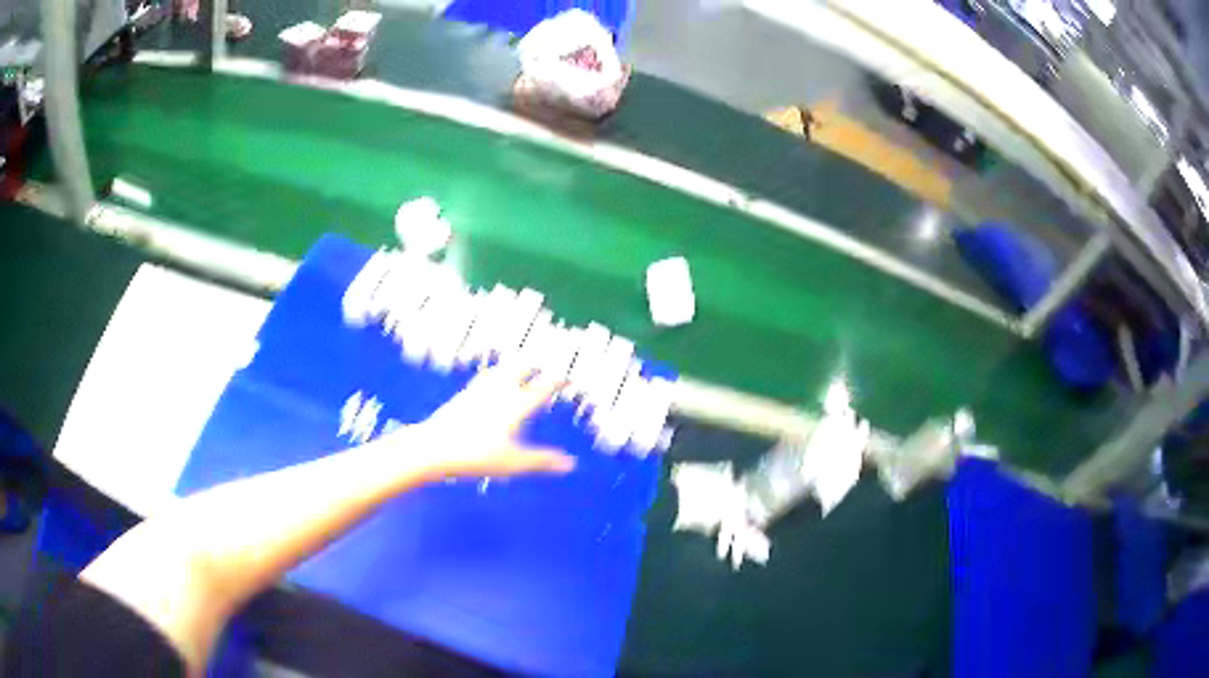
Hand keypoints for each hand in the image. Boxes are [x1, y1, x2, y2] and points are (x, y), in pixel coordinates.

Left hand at [398, 362, 574, 480]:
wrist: (434, 447)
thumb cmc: (476, 455)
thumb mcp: (513, 462)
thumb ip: (542, 461)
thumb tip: (571, 464)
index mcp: (515, 405)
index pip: (542, 388)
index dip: (558, 381)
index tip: (569, 378)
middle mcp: (499, 391)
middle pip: (521, 369)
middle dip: (536, 366)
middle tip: (546, 367)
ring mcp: (479, 390)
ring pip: (502, 370)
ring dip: (515, 366)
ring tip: (521, 366)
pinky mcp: (463, 395)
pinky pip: (485, 377)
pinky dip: (496, 373)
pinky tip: (490, 379)